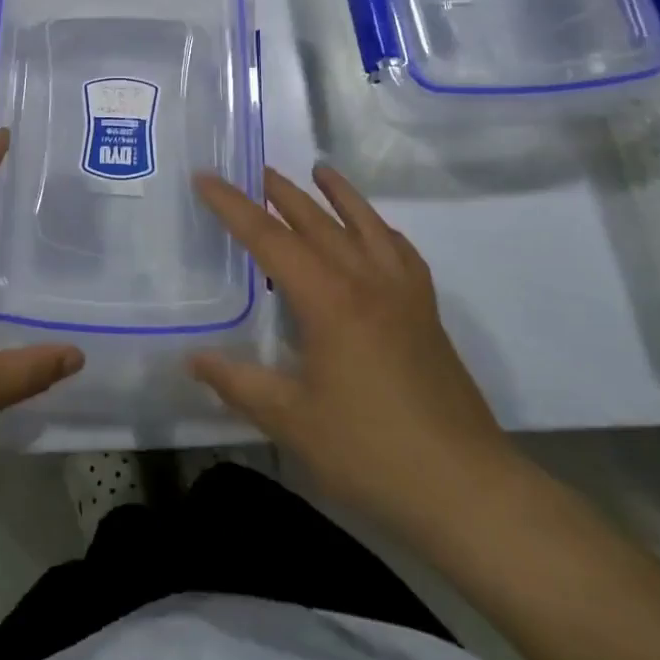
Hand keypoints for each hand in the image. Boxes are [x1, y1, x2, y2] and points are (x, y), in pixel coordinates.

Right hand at [189, 164, 518, 535]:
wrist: (467, 489)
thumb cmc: (371, 452)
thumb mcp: (292, 421)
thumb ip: (239, 383)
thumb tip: (193, 359)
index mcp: (329, 300)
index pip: (270, 240)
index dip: (233, 207)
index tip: (206, 179)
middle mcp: (367, 282)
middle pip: (317, 222)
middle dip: (282, 194)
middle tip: (256, 170)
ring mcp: (404, 294)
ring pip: (365, 226)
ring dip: (339, 195)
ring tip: (320, 170)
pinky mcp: (426, 313)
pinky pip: (401, 252)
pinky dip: (381, 230)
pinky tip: (375, 231)